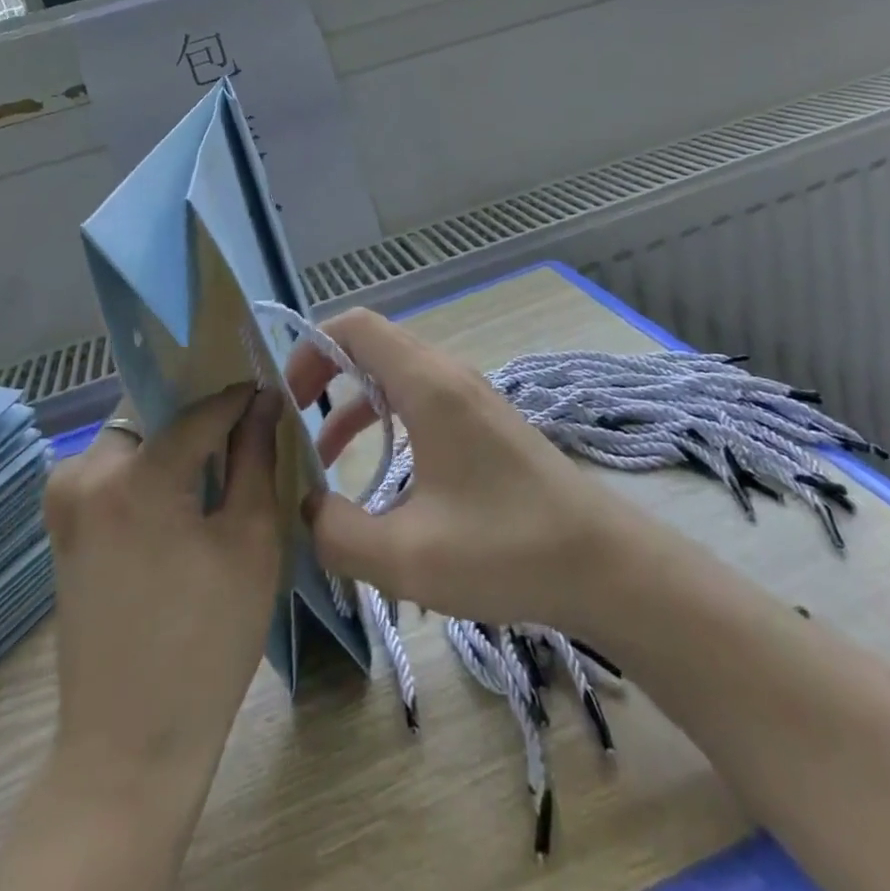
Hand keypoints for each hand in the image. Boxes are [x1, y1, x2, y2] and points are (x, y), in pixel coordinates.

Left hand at [43, 384, 283, 791]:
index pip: (199, 410)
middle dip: (198, 416)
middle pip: (154, 416)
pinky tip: (184, 500)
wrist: (129, 747)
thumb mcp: (250, 540)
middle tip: (244, 428)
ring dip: (172, 444)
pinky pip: (113, 473)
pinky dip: (149, 472)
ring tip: (218, 466)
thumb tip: (265, 400)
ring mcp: (63, 502)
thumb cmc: (207, 642)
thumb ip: (256, 456)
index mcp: (134, 477)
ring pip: (131, 441)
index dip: (239, 397)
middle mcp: (83, 474)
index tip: (270, 390)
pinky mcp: (61, 529)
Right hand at [286, 309, 617, 634]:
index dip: (311, 350)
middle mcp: (449, 376)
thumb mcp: (407, 556)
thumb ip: (337, 533)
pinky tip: (382, 477)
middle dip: (325, 377)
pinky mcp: (485, 422)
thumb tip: (306, 510)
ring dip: (354, 406)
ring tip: (325, 459)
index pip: (355, 326)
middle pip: (372, 346)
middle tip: (294, 425)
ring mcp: (472, 397)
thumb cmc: (506, 548)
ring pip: (396, 376)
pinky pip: (421, 400)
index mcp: (428, 385)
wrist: (603, 563)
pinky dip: (387, 421)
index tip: (286, 399)